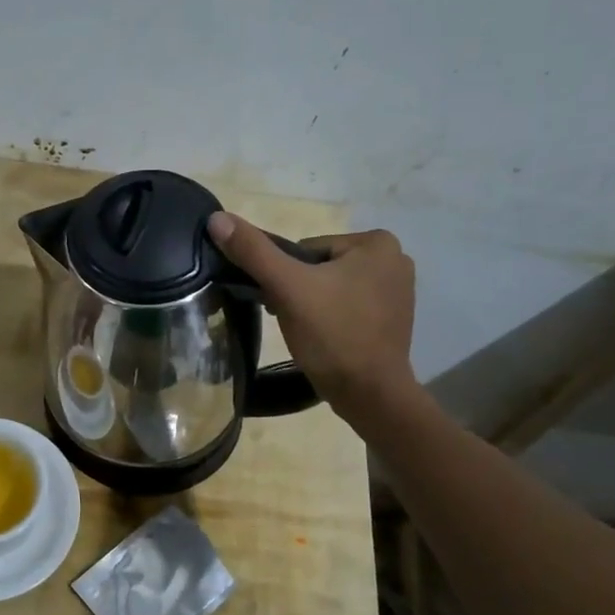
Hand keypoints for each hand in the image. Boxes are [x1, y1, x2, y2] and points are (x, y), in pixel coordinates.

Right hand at [207, 211, 417, 421]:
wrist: (369, 395)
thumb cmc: (332, 335)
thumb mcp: (287, 288)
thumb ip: (253, 251)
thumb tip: (217, 219)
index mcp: (377, 242)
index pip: (306, 249)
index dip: (287, 276)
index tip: (285, 303)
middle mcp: (395, 259)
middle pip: (319, 267)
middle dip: (299, 291)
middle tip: (294, 320)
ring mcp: (397, 291)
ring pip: (331, 287)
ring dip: (312, 305)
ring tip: (307, 332)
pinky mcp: (392, 318)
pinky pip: (347, 306)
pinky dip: (331, 319)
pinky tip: (324, 339)